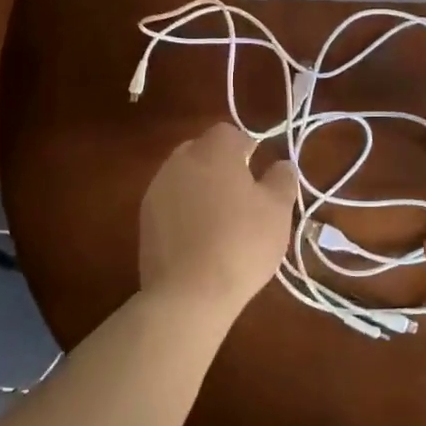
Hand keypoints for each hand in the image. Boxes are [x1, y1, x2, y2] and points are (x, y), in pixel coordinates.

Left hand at [139, 123, 297, 323]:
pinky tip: (198, 239)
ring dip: (200, 189)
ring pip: (184, 177)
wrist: (189, 292)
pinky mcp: (143, 219)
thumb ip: (282, 179)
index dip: (246, 148)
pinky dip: (184, 212)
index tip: (258, 173)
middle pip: (202, 151)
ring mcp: (156, 189)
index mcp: (213, 150)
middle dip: (220, 166)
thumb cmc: (241, 243)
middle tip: (242, 196)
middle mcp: (179, 161)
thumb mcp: (277, 211)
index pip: (229, 133)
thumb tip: (282, 164)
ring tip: (220, 221)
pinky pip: (170, 203)